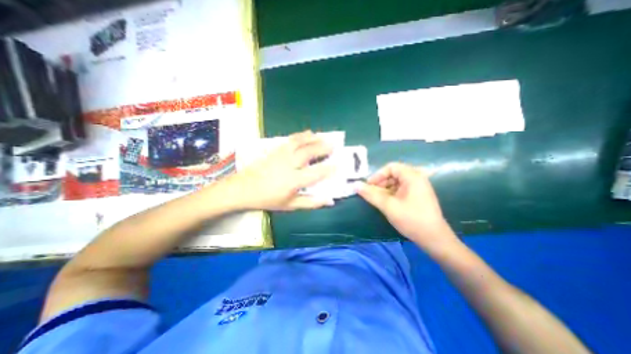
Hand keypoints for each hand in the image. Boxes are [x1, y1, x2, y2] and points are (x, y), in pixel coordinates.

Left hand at [224, 132, 336, 210]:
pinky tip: (307, 133)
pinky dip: (301, 135)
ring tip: (323, 136)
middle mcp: (289, 165)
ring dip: (313, 138)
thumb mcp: (290, 205)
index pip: (316, 173)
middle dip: (323, 147)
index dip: (328, 169)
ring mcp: (281, 155)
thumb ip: (311, 203)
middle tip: (334, 144)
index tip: (338, 165)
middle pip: (308, 153)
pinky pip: (291, 140)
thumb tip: (329, 201)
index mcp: (293, 181)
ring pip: (300, 142)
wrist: (243, 189)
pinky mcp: (275, 150)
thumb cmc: (268, 199)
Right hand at [359, 162, 458, 252]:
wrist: (434, 239)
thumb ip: (371, 194)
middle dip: (380, 183)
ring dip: (385, 189)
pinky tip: (387, 203)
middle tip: (371, 194)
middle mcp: (417, 178)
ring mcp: (419, 187)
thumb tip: (355, 185)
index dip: (377, 175)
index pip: (391, 167)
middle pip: (394, 174)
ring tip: (378, 200)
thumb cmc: (411, 219)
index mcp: (413, 176)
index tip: (369, 186)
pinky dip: (391, 193)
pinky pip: (401, 189)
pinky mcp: (418, 195)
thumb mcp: (388, 206)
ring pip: (396, 182)